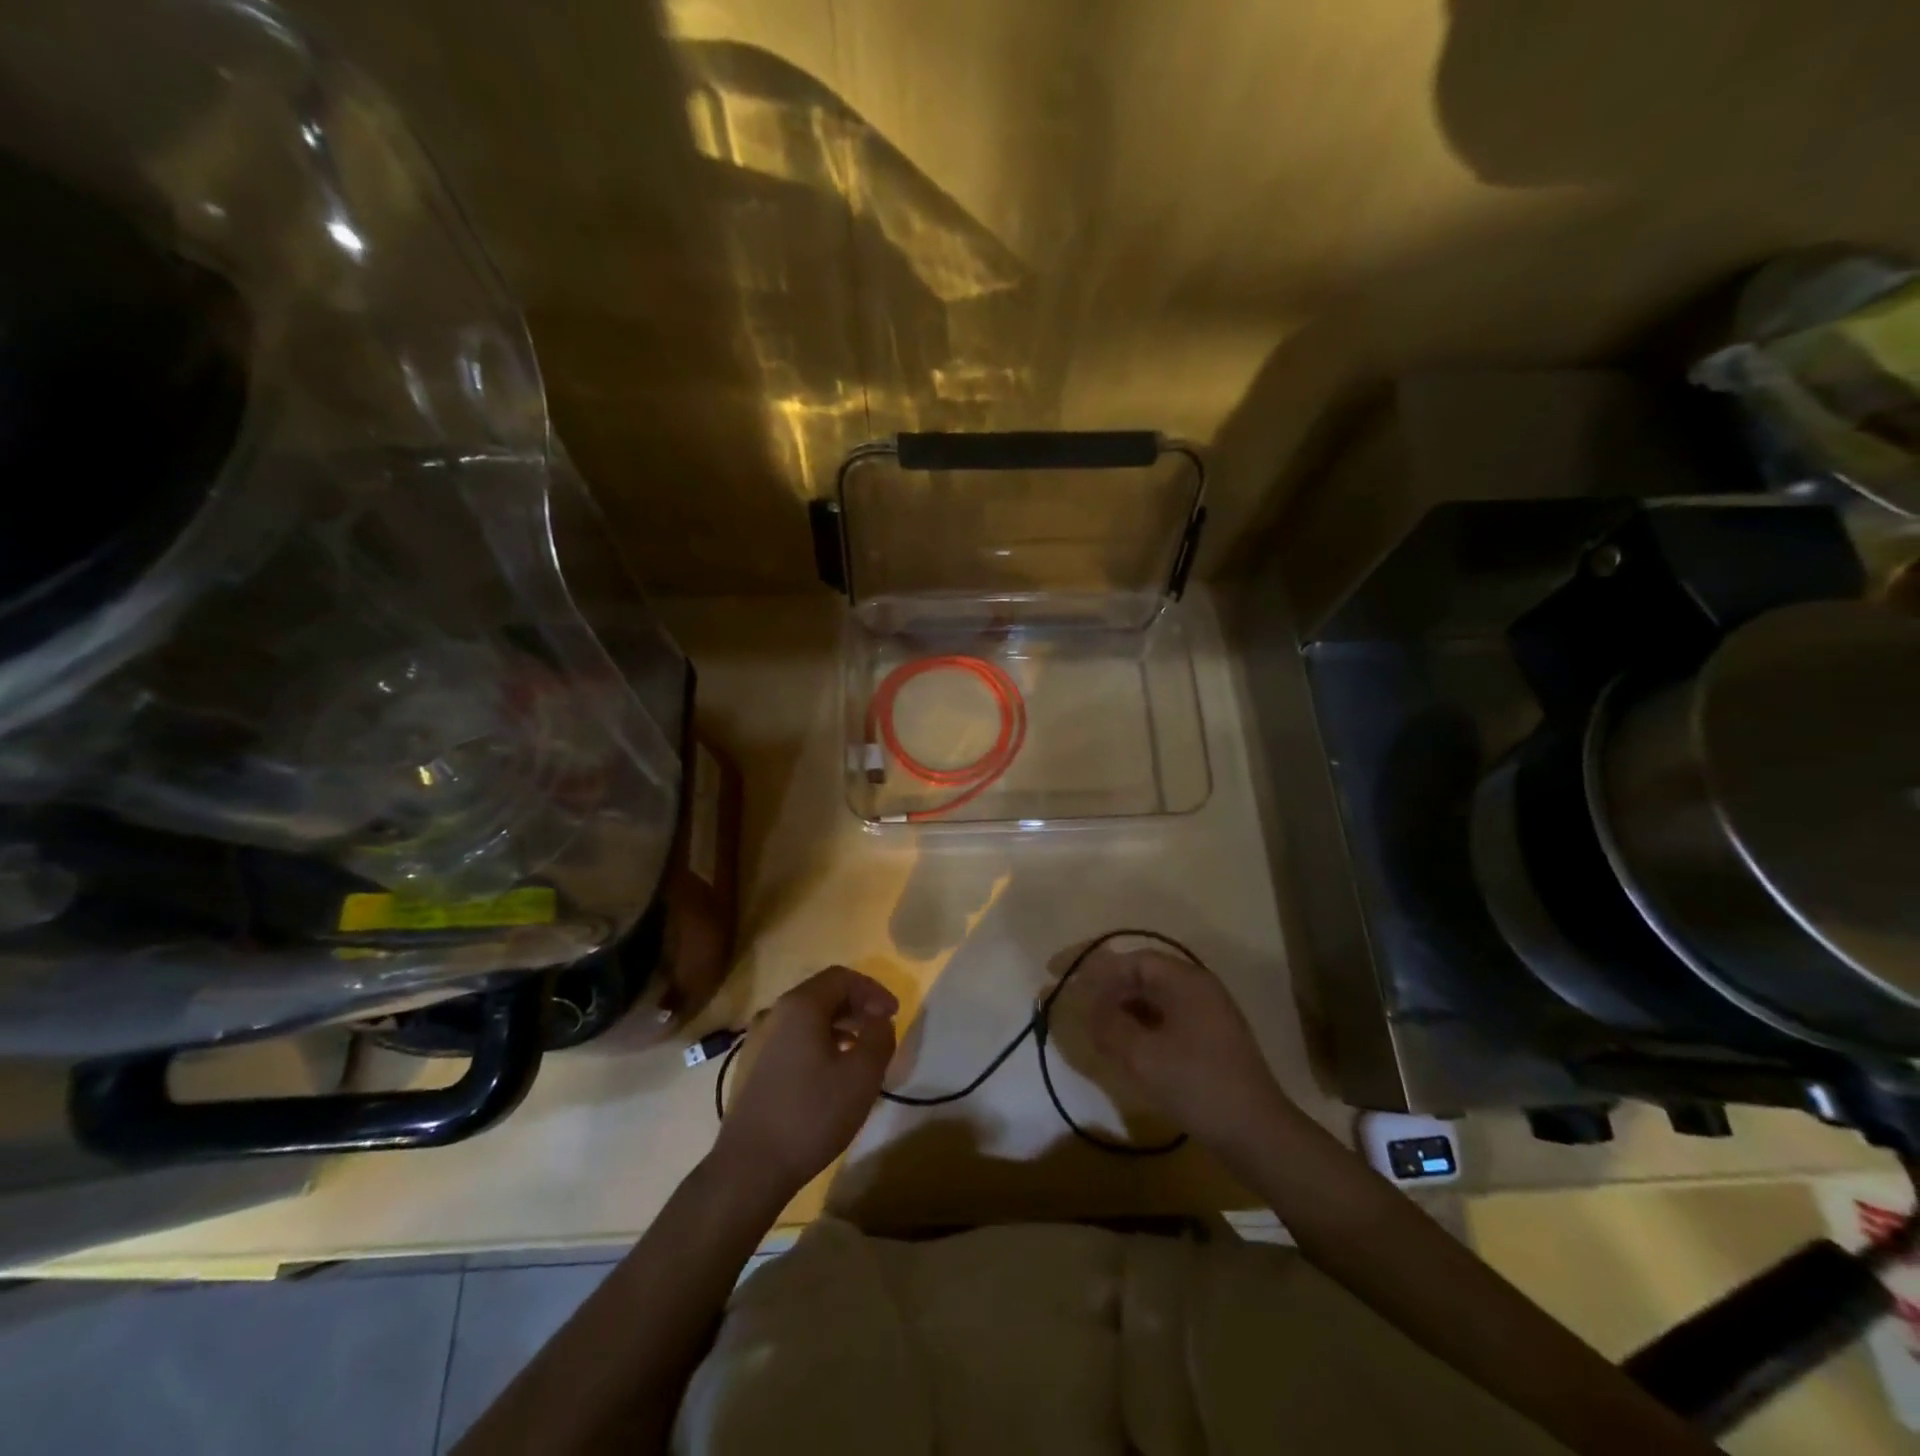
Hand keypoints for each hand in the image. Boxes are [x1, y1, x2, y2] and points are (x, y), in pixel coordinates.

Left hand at [713, 966, 897, 1197]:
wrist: (749, 1168)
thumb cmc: (811, 1115)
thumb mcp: (862, 1075)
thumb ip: (880, 1038)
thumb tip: (879, 1020)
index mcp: (800, 1006)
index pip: (842, 977)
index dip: (873, 990)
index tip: (894, 1014)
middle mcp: (774, 1013)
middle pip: (823, 994)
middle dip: (857, 1006)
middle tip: (881, 1029)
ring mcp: (757, 1039)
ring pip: (806, 1018)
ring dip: (839, 1025)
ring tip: (860, 1051)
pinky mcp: (751, 1066)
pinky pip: (792, 1039)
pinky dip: (818, 1042)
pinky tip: (830, 1072)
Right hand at [1077, 945, 1288, 1154]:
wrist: (1257, 1134)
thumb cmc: (1198, 1086)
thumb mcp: (1143, 1056)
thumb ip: (1108, 1025)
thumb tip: (1085, 1007)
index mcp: (1185, 980)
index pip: (1129, 959)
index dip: (1090, 964)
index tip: (1057, 971)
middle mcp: (1197, 987)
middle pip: (1140, 974)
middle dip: (1102, 985)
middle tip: (1068, 995)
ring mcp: (1206, 1013)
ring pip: (1151, 997)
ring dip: (1118, 1005)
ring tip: (1089, 1020)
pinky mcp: (1208, 1039)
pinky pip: (1163, 1017)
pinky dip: (1137, 1022)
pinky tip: (1120, 1041)